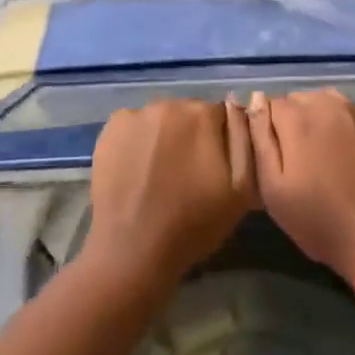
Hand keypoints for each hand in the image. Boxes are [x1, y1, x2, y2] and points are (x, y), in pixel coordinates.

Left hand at [84, 99, 256, 289]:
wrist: (132, 251)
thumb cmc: (193, 224)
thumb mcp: (241, 189)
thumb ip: (244, 139)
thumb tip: (237, 104)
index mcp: (202, 115)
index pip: (220, 115)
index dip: (219, 141)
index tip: (212, 168)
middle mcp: (169, 104)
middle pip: (188, 113)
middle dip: (191, 135)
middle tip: (186, 173)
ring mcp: (136, 114)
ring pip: (161, 119)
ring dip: (165, 136)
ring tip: (159, 174)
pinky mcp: (111, 128)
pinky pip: (134, 126)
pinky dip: (138, 140)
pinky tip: (136, 169)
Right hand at [247, 89, 354, 285]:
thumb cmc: (320, 221)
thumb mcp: (274, 189)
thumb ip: (259, 139)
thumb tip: (256, 99)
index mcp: (295, 117)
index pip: (271, 106)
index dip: (271, 132)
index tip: (280, 158)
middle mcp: (327, 100)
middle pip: (300, 100)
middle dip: (297, 123)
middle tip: (305, 160)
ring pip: (330, 100)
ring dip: (325, 118)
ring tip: (332, 152)